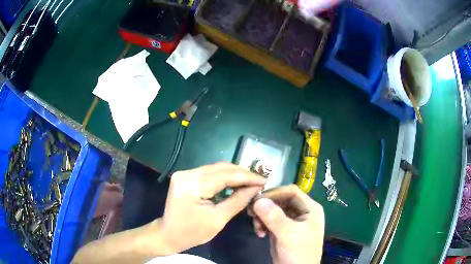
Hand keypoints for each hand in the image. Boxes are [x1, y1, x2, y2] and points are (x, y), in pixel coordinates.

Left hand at [157, 162, 266, 253]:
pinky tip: (234, 182)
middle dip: (242, 173)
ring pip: (215, 168)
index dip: (246, 177)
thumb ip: (237, 201)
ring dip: (233, 174)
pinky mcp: (185, 176)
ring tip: (250, 181)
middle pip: (220, 168)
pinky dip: (223, 177)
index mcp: (192, 186)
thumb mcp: (218, 220)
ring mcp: (184, 173)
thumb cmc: (192, 232)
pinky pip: (208, 172)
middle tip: (258, 180)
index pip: (225, 176)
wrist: (168, 234)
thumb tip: (255, 188)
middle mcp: (186, 174)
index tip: (264, 180)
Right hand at [251, 185, 324, 263]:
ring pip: (273, 210)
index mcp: (309, 208)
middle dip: (266, 206)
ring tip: (257, 227)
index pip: (291, 192)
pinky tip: (260, 233)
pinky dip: (262, 224)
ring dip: (262, 216)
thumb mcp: (288, 234)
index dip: (275, 193)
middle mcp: (301, 212)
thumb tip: (258, 200)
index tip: (257, 199)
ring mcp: (291, 221)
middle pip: (281, 200)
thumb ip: (274, 217)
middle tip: (251, 212)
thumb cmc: (298, 252)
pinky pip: (269, 220)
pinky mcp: (282, 229)